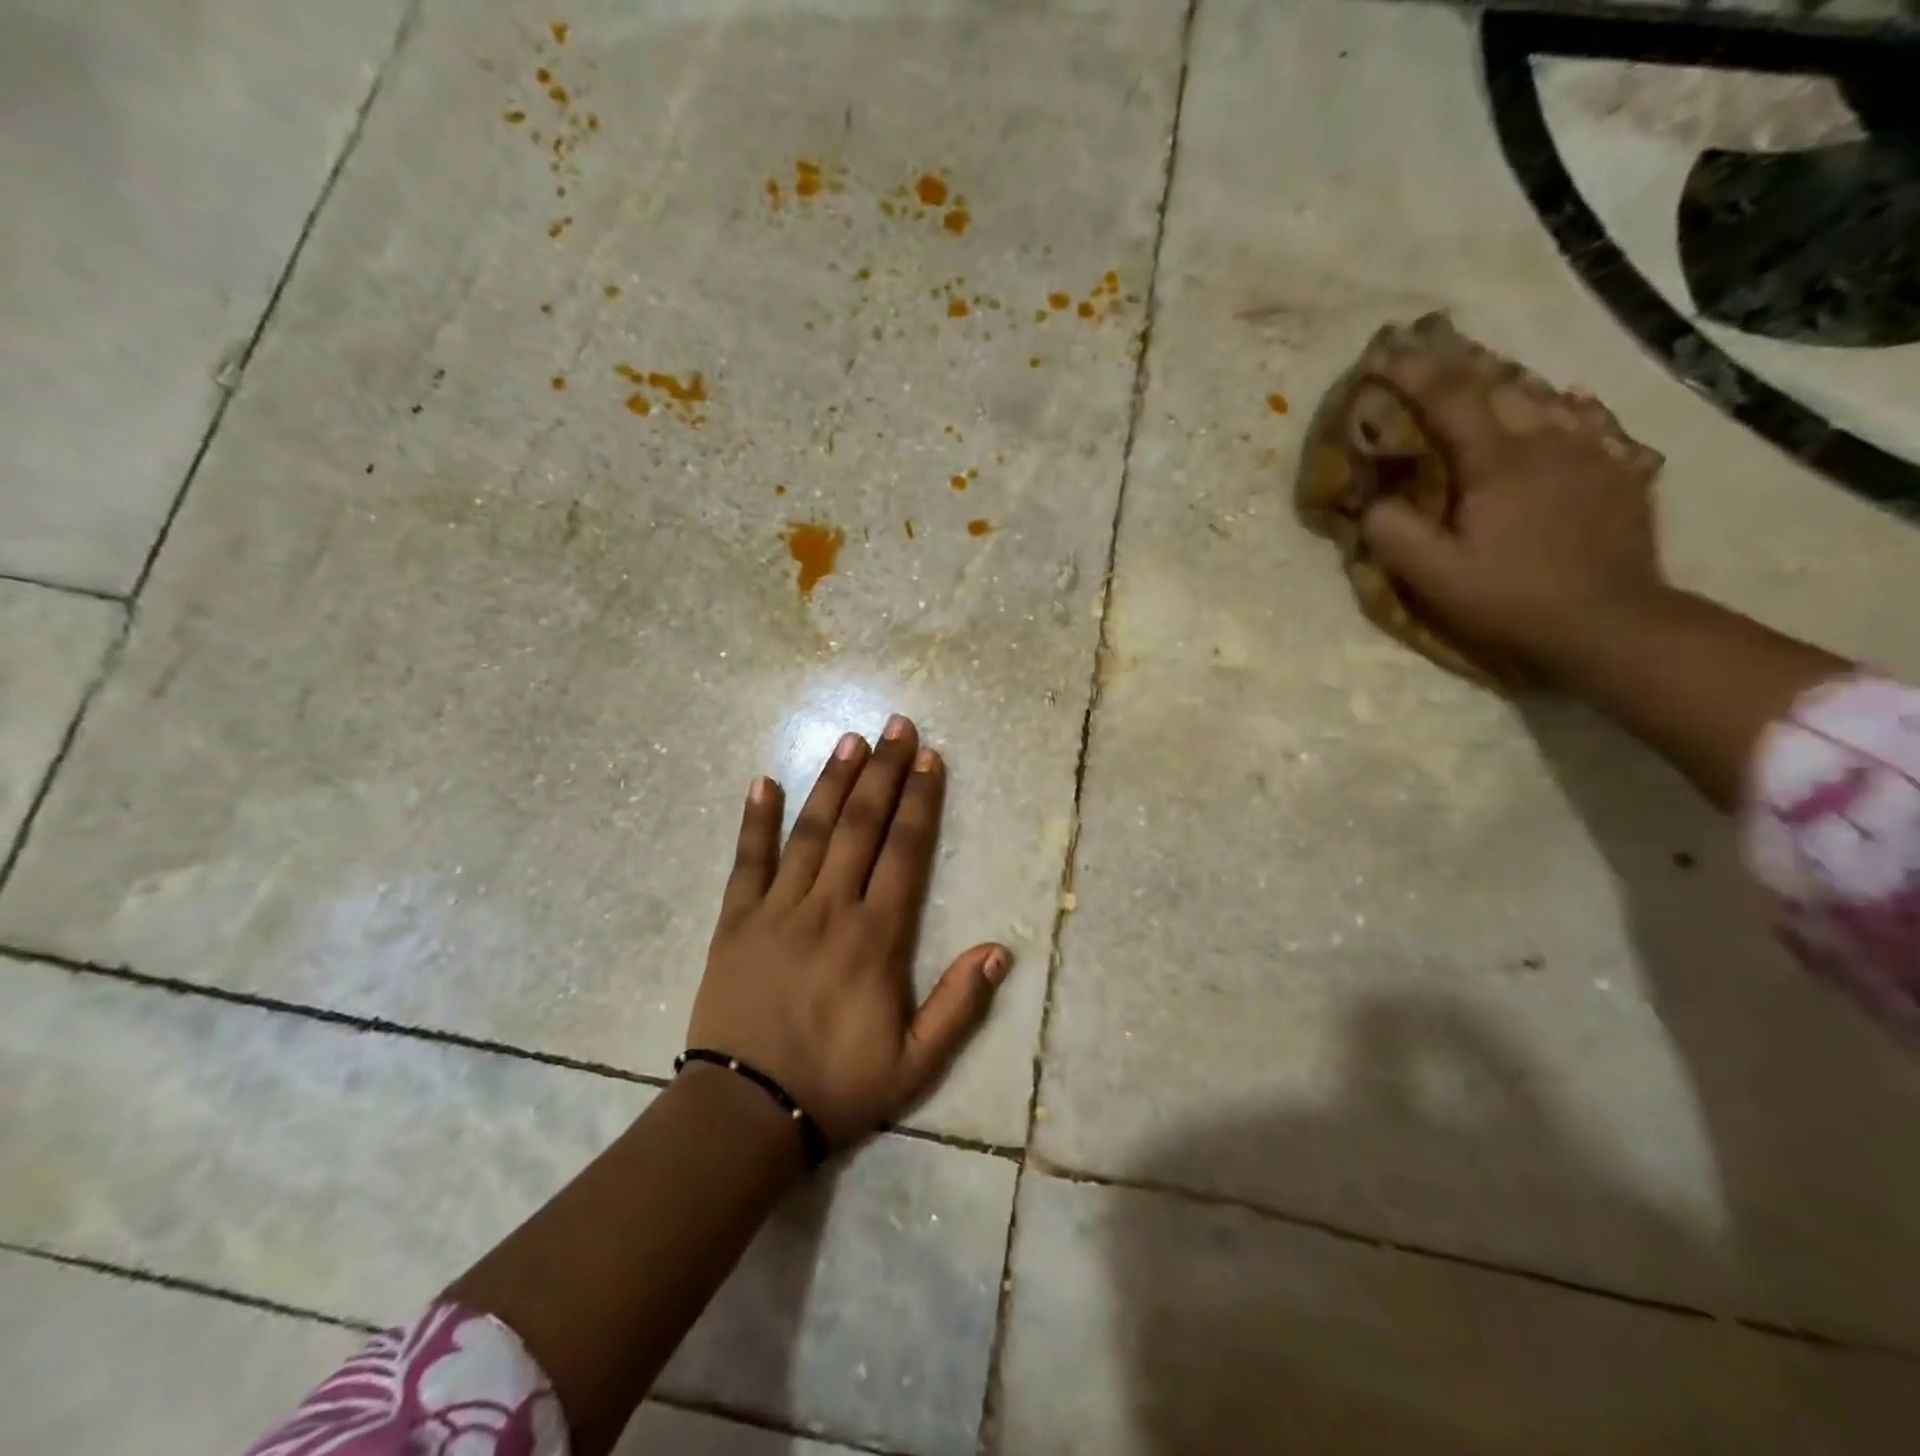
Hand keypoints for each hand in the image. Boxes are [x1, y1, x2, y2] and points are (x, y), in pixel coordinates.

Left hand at [687, 714, 1011, 1148]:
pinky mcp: (735, 921)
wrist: (746, 1114)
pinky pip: (747, 862)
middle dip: (883, 773)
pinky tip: (763, 782)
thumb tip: (999, 951)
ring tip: (850, 740)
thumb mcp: (915, 1063)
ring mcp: (778, 910)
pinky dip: (755, 821)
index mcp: (875, 937)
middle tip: (897, 726)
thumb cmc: (837, 1086)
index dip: (921, 802)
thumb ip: (959, 1005)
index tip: (930, 759)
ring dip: (832, 782)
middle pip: (861, 826)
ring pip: (810, 832)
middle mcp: (829, 908)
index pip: (905, 852)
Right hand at [1354, 318, 1669, 675]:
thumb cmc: (1511, 599)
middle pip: (1499, 385)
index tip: (1381, 352)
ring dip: (1504, 382)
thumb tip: (1371, 498)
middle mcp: (1548, 440)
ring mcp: (1592, 451)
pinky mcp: (1619, 471)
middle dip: (1456, 365)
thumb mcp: (1433, 578)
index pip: (1448, 399)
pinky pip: (1587, 420)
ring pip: (1544, 396)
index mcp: (1497, 462)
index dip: (1411, 372)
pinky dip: (1560, 407)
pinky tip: (1558, 406)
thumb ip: (1393, 533)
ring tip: (1481, 376)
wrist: (1610, 623)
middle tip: (1426, 354)